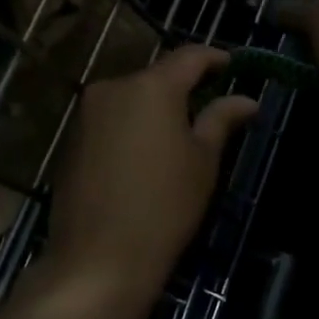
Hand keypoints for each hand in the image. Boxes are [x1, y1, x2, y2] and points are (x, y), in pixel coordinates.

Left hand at [43, 45, 258, 318]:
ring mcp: (88, 112)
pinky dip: (132, 125)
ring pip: (133, 96)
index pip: (189, 56)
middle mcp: (114, 87)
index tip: (233, 66)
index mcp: (151, 86)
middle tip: (210, 106)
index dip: (214, 58)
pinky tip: (145, 154)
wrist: (97, 261)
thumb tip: (246, 99)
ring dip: (156, 107)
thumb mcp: (203, 161)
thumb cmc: (164, 207)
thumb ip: (221, 119)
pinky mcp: (72, 137)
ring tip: (180, 134)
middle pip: (157, 76)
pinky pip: (111, 117)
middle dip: (184, 87)